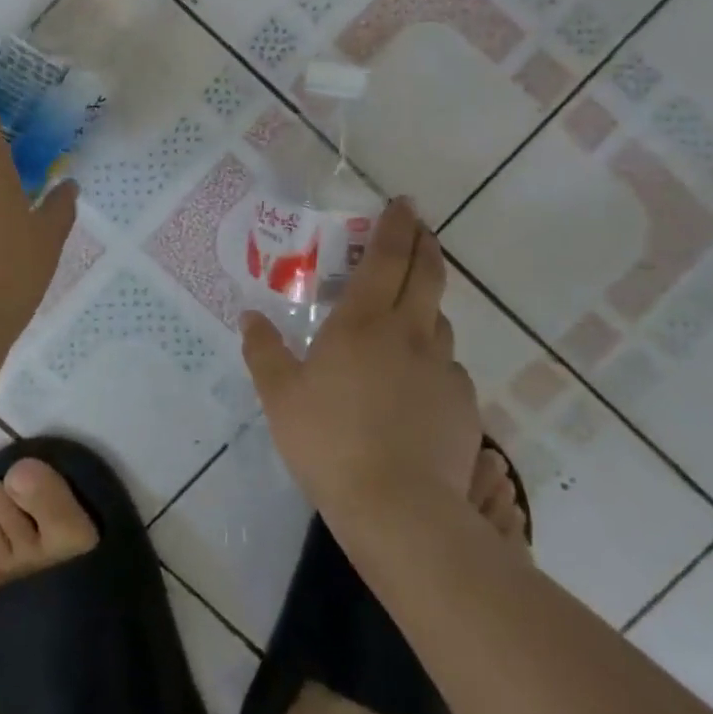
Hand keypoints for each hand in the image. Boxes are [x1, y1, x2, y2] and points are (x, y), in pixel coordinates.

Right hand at [241, 200, 481, 527]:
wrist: (399, 509)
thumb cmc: (330, 441)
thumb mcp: (280, 396)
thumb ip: (264, 351)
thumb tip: (249, 316)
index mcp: (363, 322)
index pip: (387, 258)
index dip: (397, 227)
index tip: (404, 204)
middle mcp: (409, 332)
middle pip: (426, 275)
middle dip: (425, 244)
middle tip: (421, 227)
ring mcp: (442, 367)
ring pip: (440, 320)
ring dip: (429, 302)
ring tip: (413, 308)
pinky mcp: (463, 402)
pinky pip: (447, 366)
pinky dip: (434, 357)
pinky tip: (419, 381)